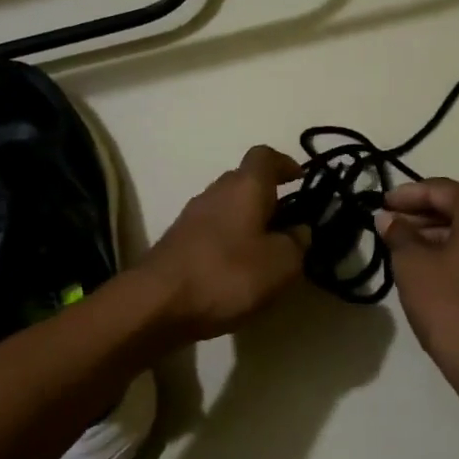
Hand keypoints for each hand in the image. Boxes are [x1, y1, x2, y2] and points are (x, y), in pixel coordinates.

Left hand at [138, 146, 307, 342]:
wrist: (158, 302)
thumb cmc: (226, 274)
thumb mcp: (280, 264)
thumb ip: (297, 244)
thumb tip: (299, 231)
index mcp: (244, 187)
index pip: (264, 156)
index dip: (284, 163)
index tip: (300, 179)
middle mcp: (215, 192)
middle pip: (244, 181)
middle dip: (267, 197)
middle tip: (288, 224)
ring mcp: (191, 216)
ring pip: (226, 207)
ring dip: (247, 221)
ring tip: (265, 252)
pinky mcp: (177, 241)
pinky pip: (211, 231)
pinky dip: (228, 241)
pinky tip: (236, 269)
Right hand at [377, 179, 458, 384]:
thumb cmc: (452, 306)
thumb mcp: (413, 265)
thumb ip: (399, 234)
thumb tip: (388, 219)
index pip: (441, 190)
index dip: (406, 195)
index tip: (379, 204)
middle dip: (422, 215)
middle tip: (388, 225)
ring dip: (438, 235)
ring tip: (403, 247)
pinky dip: (457, 253)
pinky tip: (429, 267)